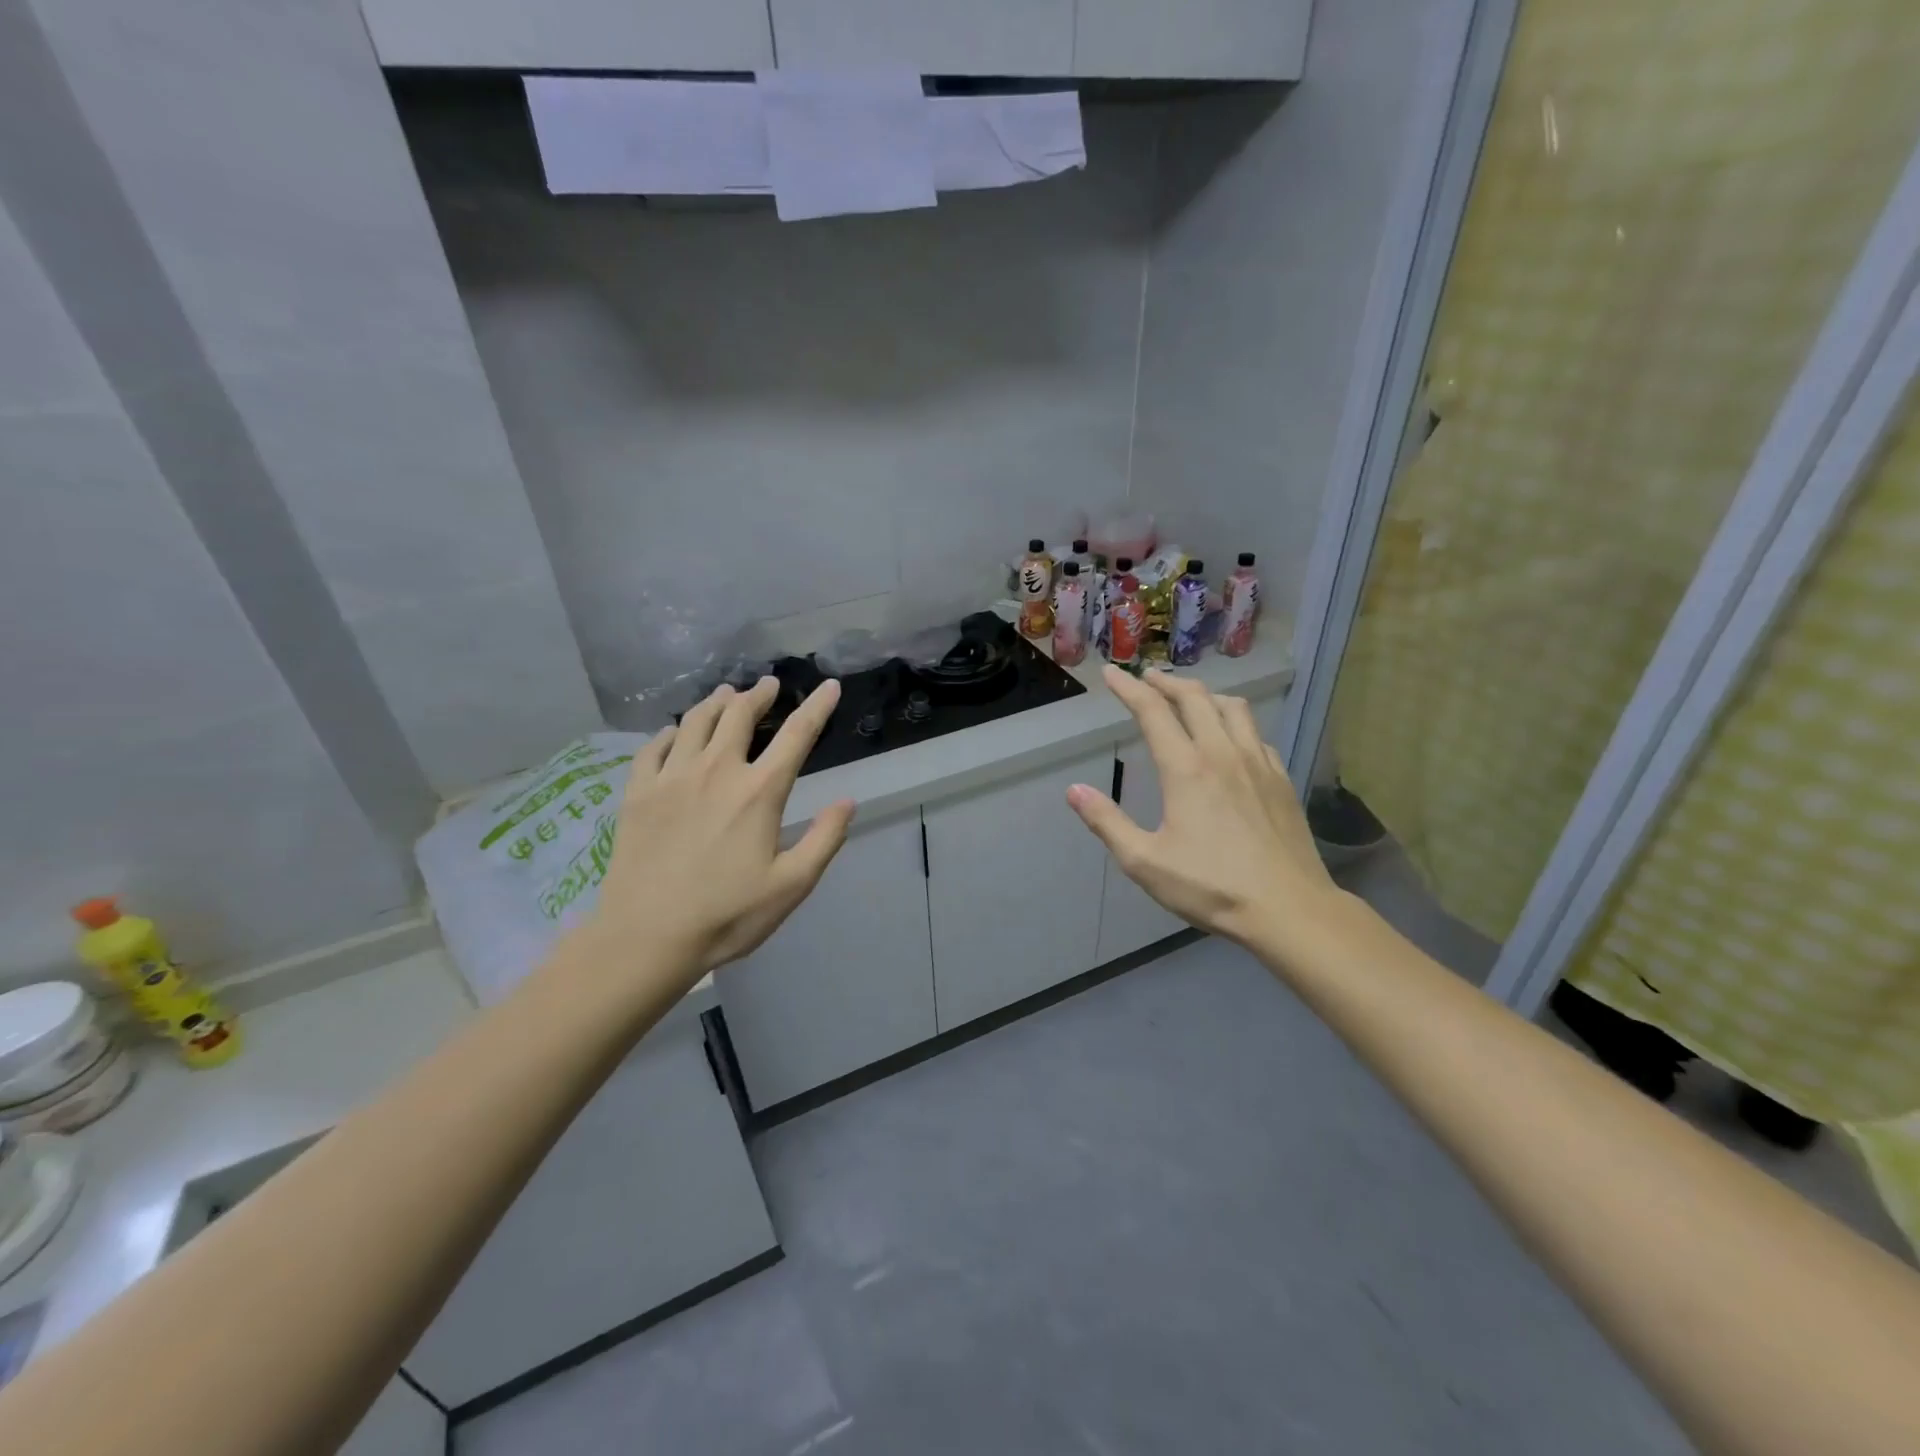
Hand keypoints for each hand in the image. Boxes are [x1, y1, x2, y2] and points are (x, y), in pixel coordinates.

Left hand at [582, 678, 854, 990]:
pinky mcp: (638, 793)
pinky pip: (653, 747)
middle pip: (739, 715)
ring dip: (717, 702)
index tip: (829, 686)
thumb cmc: (727, 915)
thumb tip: (847, 801)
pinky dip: (670, 732)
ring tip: (727, 695)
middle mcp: (716, 771)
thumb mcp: (792, 886)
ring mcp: (671, 778)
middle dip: (759, 695)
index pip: (796, 735)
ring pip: (695, 721)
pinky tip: (675, 732)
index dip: (817, 707)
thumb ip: (825, 839)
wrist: (647, 938)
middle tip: (768, 685)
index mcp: (759, 792)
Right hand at [1066, 667, 1339, 950]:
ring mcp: (1258, 763)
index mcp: (1186, 769)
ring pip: (1232, 708)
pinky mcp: (1281, 780)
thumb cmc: (1211, 887)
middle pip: (1194, 699)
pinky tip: (1232, 738)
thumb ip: (1107, 823)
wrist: (1289, 908)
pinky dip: (1235, 722)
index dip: (1128, 688)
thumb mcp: (1145, 862)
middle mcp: (1222, 754)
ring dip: (1205, 695)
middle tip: (1147, 678)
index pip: (1152, 712)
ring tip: (1189, 698)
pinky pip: (1256, 734)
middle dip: (1166, 683)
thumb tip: (1074, 791)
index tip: (1111, 673)